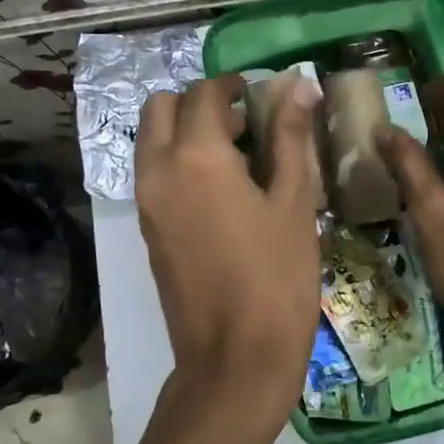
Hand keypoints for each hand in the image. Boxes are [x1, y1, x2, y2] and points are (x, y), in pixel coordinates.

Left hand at [136, 74, 320, 432]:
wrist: (234, 357)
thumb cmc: (277, 277)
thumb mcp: (295, 203)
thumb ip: (290, 138)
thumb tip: (297, 87)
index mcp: (196, 155)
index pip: (205, 94)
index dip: (234, 86)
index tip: (262, 96)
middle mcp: (158, 169)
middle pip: (161, 106)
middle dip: (199, 103)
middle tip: (243, 123)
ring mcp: (146, 201)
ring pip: (151, 139)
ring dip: (183, 130)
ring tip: (235, 157)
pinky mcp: (146, 229)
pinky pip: (152, 173)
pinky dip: (176, 161)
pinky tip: (220, 190)